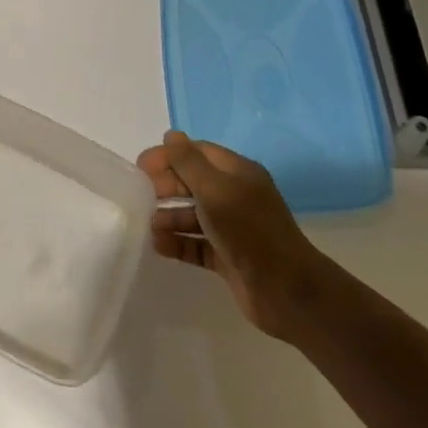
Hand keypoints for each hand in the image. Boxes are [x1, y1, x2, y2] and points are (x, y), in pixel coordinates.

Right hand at [137, 130, 329, 340]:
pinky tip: (158, 245)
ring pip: (192, 215)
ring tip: (149, 225)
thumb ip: (189, 162)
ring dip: (168, 217)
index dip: (169, 156)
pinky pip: (196, 244)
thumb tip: (172, 135)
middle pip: (193, 183)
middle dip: (166, 186)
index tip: (141, 166)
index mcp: (238, 174)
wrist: (287, 292)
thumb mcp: (215, 189)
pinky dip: (177, 243)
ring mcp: (232, 229)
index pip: (198, 153)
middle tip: (141, 195)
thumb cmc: (248, 230)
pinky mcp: (228, 257)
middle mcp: (235, 197)